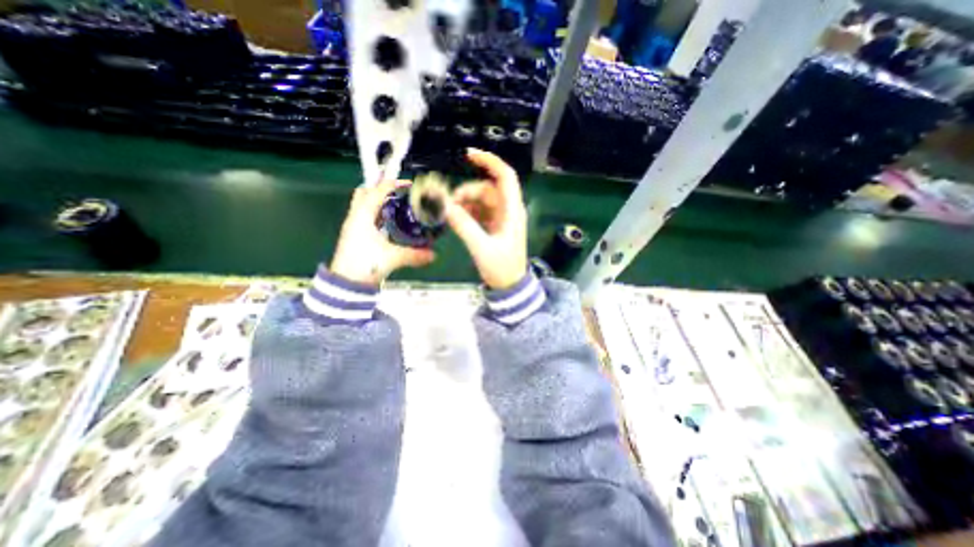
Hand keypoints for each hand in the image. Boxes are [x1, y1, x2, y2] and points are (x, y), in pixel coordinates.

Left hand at [329, 179, 434, 286]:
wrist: (346, 284)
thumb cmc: (364, 266)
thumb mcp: (393, 258)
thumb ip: (415, 255)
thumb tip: (432, 254)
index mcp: (362, 216)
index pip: (377, 191)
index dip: (393, 183)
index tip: (408, 184)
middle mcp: (356, 217)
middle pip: (365, 193)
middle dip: (380, 189)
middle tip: (398, 193)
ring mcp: (353, 227)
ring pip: (364, 205)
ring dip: (379, 202)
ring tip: (397, 206)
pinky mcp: (355, 236)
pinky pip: (367, 218)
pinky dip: (378, 215)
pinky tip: (390, 223)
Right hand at [447, 148, 530, 287]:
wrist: (510, 286)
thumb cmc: (501, 268)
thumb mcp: (481, 247)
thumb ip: (463, 225)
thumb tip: (444, 205)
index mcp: (512, 211)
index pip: (505, 176)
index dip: (490, 161)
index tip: (469, 155)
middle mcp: (508, 210)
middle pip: (487, 188)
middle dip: (468, 191)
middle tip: (450, 205)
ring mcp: (501, 218)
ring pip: (482, 200)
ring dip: (466, 203)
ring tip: (451, 214)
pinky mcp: (495, 226)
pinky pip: (480, 211)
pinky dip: (468, 212)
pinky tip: (458, 218)